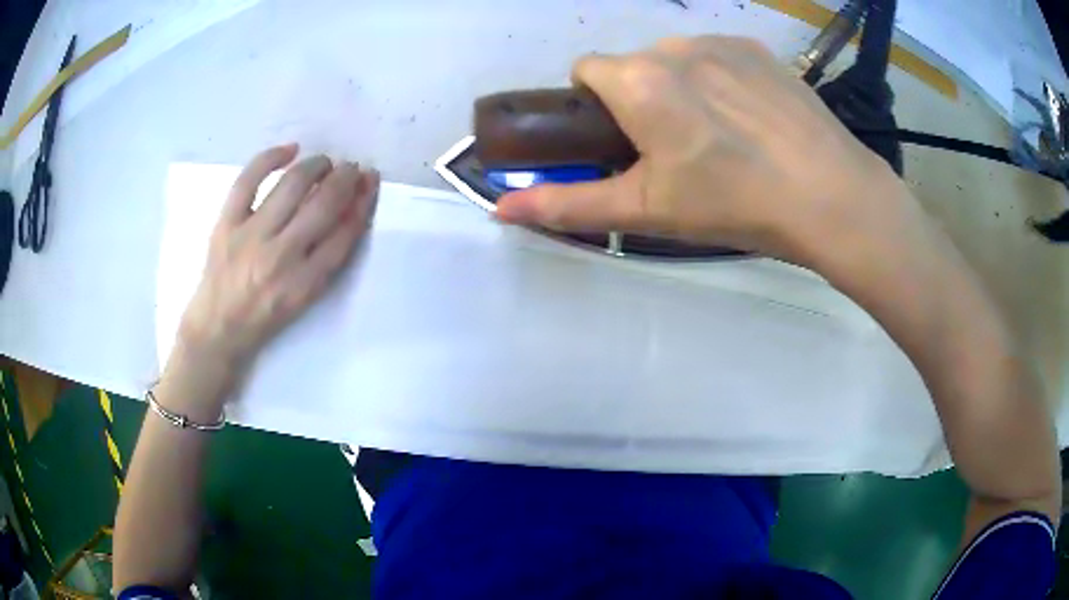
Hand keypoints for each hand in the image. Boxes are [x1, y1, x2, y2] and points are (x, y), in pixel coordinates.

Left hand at [174, 145, 378, 387]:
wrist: (218, 327)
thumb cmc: (264, 317)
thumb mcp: (303, 299)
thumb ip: (325, 261)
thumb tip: (346, 212)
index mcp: (305, 283)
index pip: (344, 234)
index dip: (363, 203)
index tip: (369, 184)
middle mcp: (281, 257)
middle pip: (323, 205)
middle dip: (345, 179)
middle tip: (351, 168)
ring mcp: (251, 236)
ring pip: (292, 185)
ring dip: (316, 166)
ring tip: (324, 163)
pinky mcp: (227, 223)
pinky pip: (249, 180)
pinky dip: (270, 158)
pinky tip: (289, 150)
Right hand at [495, 36, 912, 266]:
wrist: (829, 195)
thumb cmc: (733, 204)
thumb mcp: (646, 210)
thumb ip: (568, 205)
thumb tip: (499, 210)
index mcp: (638, 80)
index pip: (585, 70)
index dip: (594, 105)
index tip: (621, 139)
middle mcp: (673, 46)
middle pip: (633, 65)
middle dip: (639, 98)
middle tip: (676, 149)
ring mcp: (721, 42)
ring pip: (676, 58)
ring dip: (680, 87)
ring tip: (721, 136)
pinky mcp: (759, 49)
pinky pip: (718, 55)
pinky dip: (720, 79)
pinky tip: (751, 119)